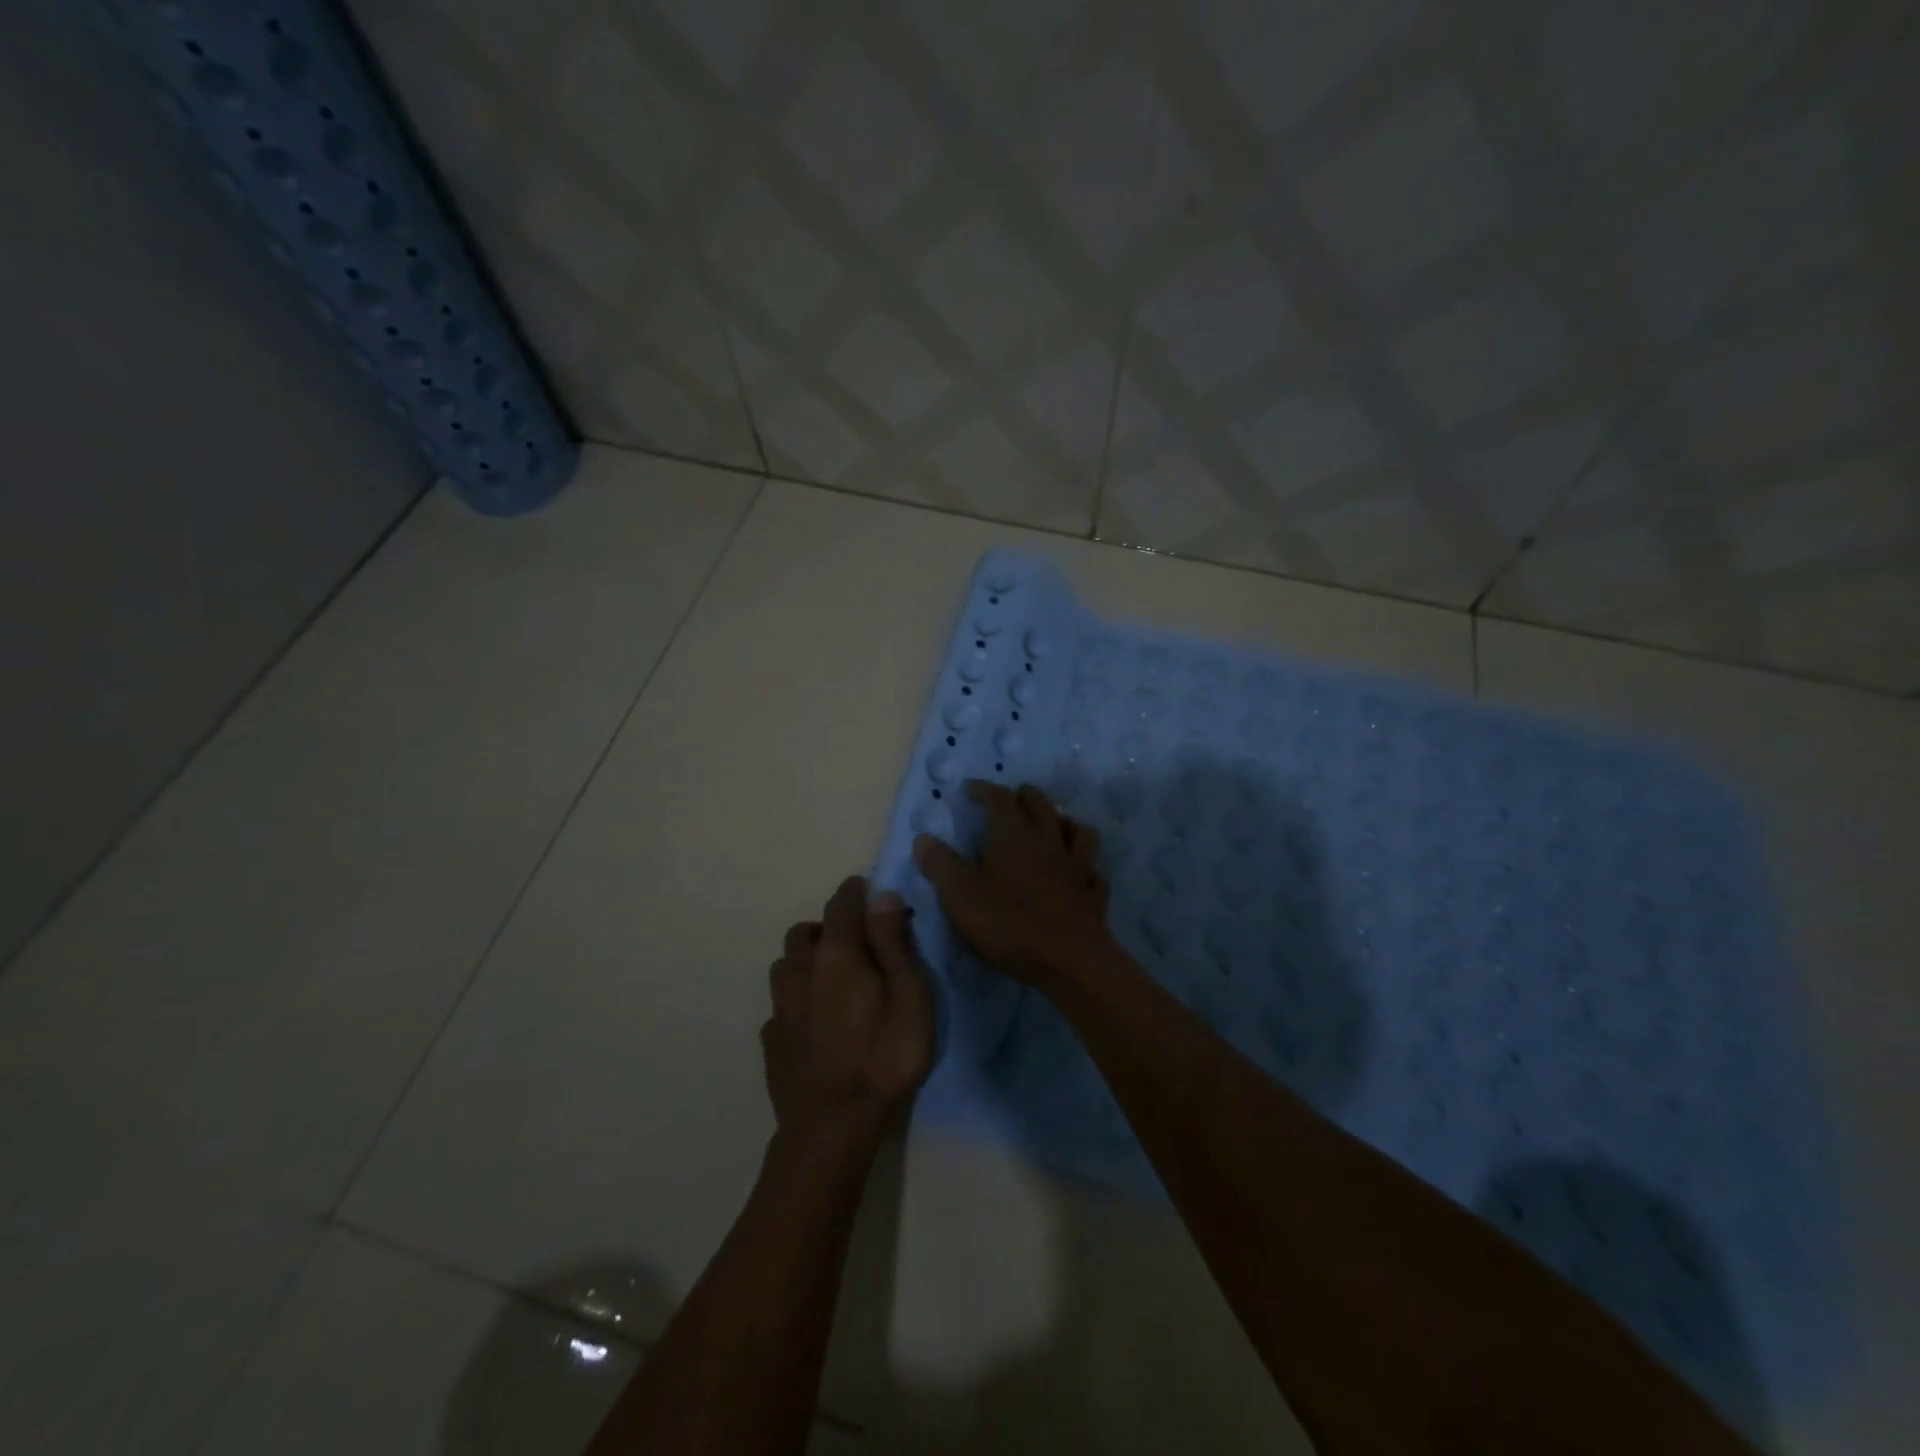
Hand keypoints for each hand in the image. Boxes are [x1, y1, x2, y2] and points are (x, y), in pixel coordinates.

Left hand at [762, 876, 933, 1147]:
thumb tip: (882, 896)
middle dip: (828, 926)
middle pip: (805, 931)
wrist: (831, 1127)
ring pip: (786, 964)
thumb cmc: (883, 1058)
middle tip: (856, 943)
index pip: (841, 903)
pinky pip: (780, 1002)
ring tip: (831, 979)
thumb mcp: (910, 997)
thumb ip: (894, 943)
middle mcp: (800, 970)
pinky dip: (796, 998)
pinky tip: (813, 1019)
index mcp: (836, 954)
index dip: (856, 891)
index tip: (870, 890)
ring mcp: (780, 1006)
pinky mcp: (771, 1038)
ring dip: (806, 960)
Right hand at [913, 780, 1113, 989]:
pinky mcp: (1092, 894)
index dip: (984, 790)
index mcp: (1013, 835)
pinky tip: (1079, 873)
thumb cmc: (1009, 923)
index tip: (970, 788)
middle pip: (1040, 805)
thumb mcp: (960, 896)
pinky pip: (1092, 870)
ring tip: (1053, 826)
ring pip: (1076, 830)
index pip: (999, 799)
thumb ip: (940, 865)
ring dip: (1063, 822)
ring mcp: (1076, 866)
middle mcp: (1047, 841)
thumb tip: (923, 839)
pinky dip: (1084, 865)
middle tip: (1012, 798)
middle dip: (1024, 796)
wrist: (1069, 959)